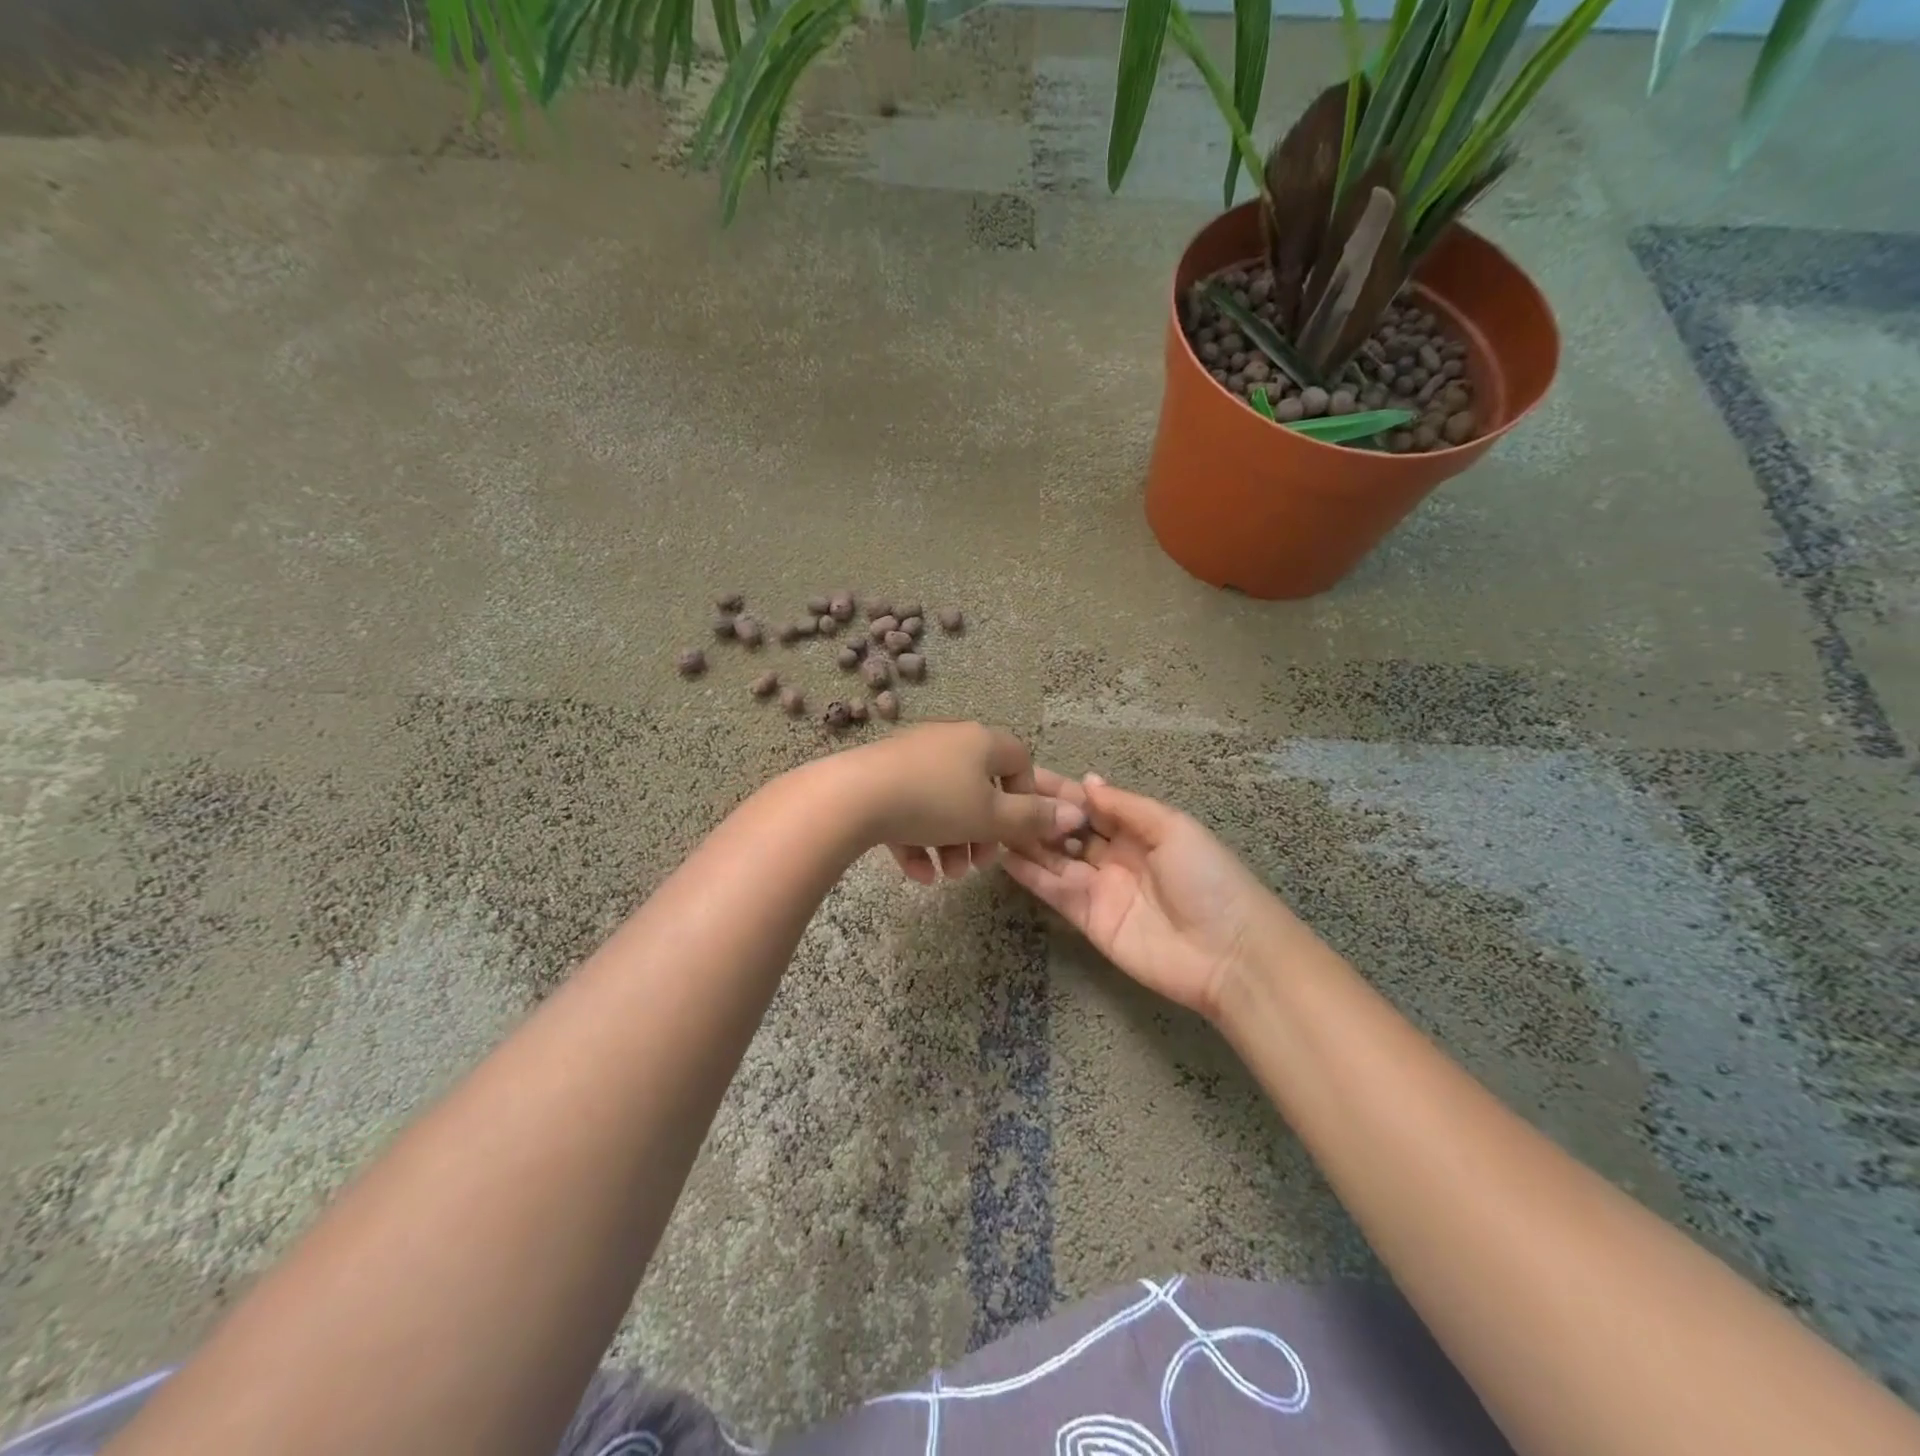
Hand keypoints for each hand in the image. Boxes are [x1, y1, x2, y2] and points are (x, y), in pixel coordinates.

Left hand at [839, 723, 1086, 882]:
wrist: (853, 798)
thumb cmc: (936, 803)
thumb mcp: (991, 817)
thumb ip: (1033, 819)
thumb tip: (1077, 813)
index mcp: (980, 741)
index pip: (1019, 759)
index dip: (1026, 797)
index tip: (1018, 831)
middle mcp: (948, 741)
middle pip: (979, 787)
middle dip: (983, 832)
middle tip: (979, 863)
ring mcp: (911, 757)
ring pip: (943, 803)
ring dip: (951, 842)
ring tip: (947, 875)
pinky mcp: (880, 777)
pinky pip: (909, 808)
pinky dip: (917, 840)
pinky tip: (917, 874)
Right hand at [1004, 773, 1293, 1021]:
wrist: (1230, 954)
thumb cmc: (1208, 879)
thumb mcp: (1173, 829)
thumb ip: (1126, 806)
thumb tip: (1086, 780)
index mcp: (1140, 830)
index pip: (1092, 804)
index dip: (1061, 790)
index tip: (1024, 774)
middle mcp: (1116, 856)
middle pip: (1070, 830)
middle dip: (1039, 813)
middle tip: (1000, 796)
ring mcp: (1101, 889)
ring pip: (1056, 859)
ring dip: (1028, 841)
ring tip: (993, 822)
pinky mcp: (1089, 920)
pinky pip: (1055, 891)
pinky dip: (1030, 875)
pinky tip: (1004, 857)